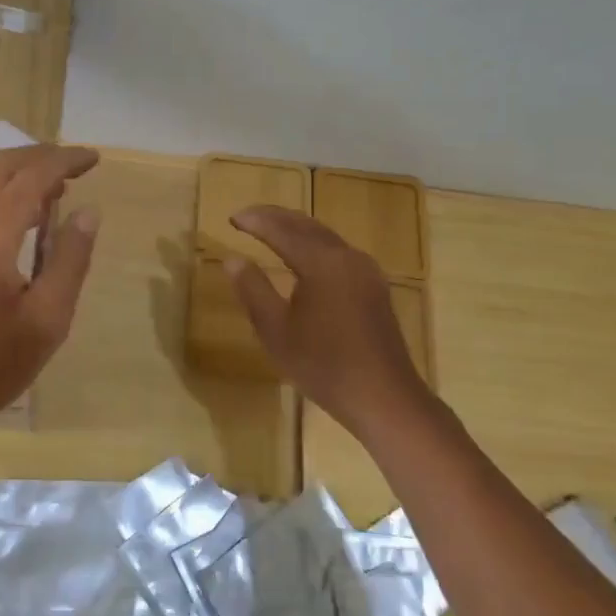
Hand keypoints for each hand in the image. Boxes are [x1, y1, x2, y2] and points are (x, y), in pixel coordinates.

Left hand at [0, 144, 100, 442]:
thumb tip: (87, 212)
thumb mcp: (48, 319)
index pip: (30, 178)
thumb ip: (69, 259)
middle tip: (76, 167)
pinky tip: (23, 215)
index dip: (64, 161)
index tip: (94, 159)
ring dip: (18, 171)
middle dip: (39, 156)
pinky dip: (0, 190)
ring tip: (55, 186)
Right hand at [225, 206, 427, 436]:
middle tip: (248, 217)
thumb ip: (252, 289)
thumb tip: (233, 259)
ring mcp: (366, 272)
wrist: (384, 398)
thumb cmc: (323, 365)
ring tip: (271, 230)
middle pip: (307, 225)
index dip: (256, 221)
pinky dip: (314, 245)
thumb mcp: (276, 330)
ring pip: (325, 237)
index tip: (231, 217)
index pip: (282, 230)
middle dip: (276, 217)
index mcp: (322, 263)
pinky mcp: (374, 288)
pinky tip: (304, 258)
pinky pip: (338, 252)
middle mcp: (347, 257)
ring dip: (296, 229)